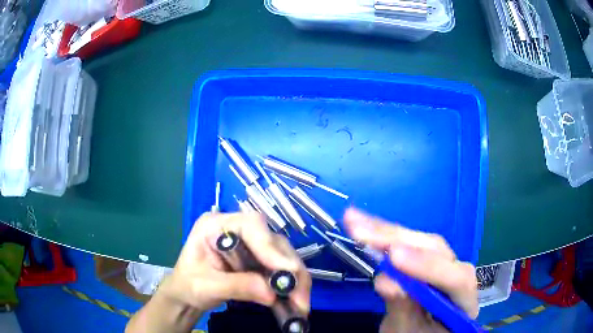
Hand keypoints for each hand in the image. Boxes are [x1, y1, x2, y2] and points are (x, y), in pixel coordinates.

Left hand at [162, 212, 310, 312]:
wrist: (187, 294)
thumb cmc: (188, 285)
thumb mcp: (206, 286)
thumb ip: (237, 286)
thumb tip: (272, 294)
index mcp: (216, 225)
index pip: (251, 225)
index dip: (270, 246)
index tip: (287, 272)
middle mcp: (237, 229)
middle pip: (273, 241)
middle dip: (290, 270)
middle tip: (300, 298)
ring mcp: (250, 244)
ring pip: (282, 255)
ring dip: (295, 281)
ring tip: (301, 305)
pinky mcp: (258, 259)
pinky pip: (280, 269)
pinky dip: (290, 286)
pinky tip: (295, 301)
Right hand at [343, 208, 478, 332]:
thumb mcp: (407, 332)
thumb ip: (403, 310)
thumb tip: (386, 280)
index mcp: (463, 300)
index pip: (457, 279)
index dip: (428, 266)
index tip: (393, 257)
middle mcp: (457, 275)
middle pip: (437, 250)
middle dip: (399, 240)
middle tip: (362, 233)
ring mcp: (443, 264)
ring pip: (421, 241)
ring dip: (387, 232)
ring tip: (355, 221)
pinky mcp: (425, 260)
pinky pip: (408, 244)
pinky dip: (385, 235)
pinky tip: (366, 224)